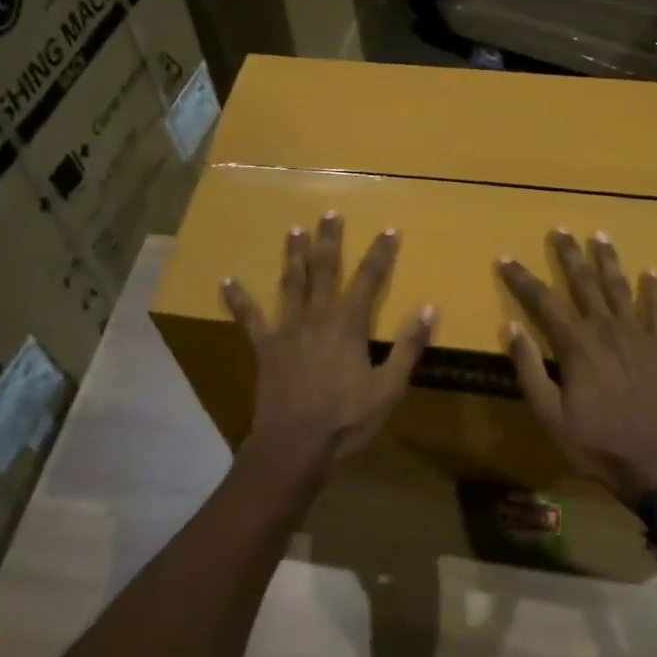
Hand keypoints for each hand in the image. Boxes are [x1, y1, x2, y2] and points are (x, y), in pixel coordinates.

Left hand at [222, 214, 436, 476]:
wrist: (295, 444)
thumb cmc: (347, 418)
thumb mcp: (389, 387)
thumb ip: (409, 346)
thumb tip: (430, 308)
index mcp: (349, 323)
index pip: (369, 278)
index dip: (380, 252)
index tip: (389, 229)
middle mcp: (317, 315)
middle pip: (325, 268)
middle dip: (329, 240)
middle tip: (330, 213)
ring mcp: (287, 328)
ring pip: (291, 282)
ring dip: (293, 254)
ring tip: (294, 229)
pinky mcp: (264, 346)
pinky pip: (249, 317)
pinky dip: (238, 299)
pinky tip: (226, 281)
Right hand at [498, 230, 656, 506]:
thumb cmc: (595, 442)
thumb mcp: (549, 413)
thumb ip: (528, 368)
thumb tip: (511, 327)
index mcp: (575, 344)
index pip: (542, 301)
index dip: (521, 278)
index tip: (505, 258)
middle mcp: (606, 329)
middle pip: (583, 282)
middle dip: (568, 254)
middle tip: (559, 228)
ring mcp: (638, 335)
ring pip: (620, 287)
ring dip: (608, 260)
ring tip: (599, 235)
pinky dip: (656, 290)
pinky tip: (652, 272)